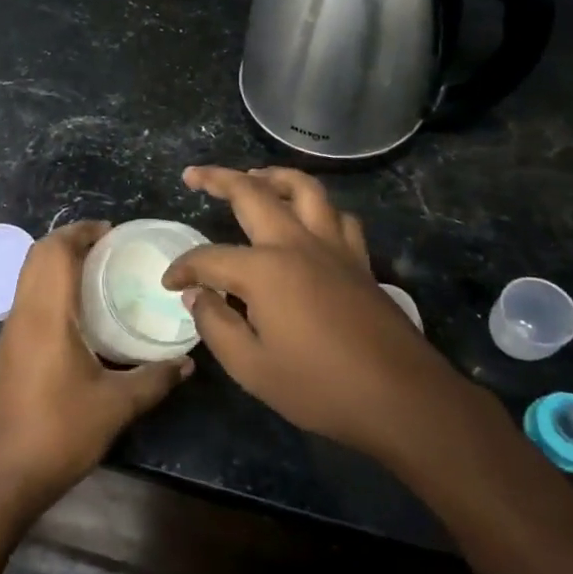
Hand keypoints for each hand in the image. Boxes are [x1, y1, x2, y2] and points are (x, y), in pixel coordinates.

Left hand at [0, 220, 192, 518]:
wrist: (2, 474)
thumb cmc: (59, 432)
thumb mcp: (116, 406)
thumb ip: (154, 378)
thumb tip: (187, 361)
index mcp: (46, 314)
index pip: (54, 251)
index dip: (80, 232)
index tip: (112, 233)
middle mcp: (23, 313)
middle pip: (37, 255)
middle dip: (70, 241)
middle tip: (109, 248)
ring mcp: (11, 331)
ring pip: (29, 276)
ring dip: (58, 263)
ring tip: (99, 272)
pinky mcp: (9, 349)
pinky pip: (28, 297)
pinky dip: (51, 286)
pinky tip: (80, 311)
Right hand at [162, 166, 473, 462]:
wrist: (402, 398)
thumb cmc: (320, 386)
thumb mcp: (252, 368)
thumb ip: (216, 326)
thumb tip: (198, 295)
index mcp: (264, 270)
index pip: (209, 258)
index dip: (184, 269)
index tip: (170, 284)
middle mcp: (297, 244)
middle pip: (253, 194)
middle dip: (218, 179)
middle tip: (195, 175)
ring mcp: (333, 247)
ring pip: (304, 189)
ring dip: (274, 177)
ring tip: (255, 177)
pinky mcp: (360, 260)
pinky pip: (338, 216)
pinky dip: (318, 207)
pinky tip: (309, 218)